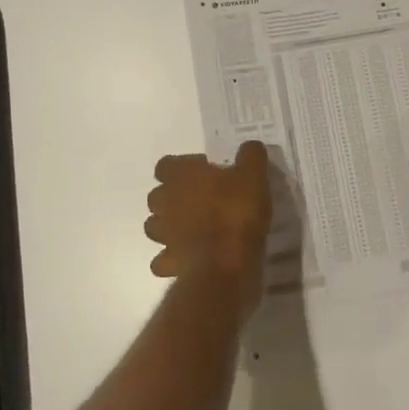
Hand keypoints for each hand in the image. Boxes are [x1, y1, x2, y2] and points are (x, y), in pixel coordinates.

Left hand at [145, 142, 272, 310]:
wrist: (226, 263)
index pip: (165, 165)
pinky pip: (163, 260)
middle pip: (157, 195)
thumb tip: (250, 147)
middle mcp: (165, 203)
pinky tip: (190, 258)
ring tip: (193, 229)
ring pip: (154, 226)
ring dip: (168, 227)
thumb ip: (250, 156)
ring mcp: (164, 235)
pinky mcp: (169, 263)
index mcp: (181, 177)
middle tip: (202, 200)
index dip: (183, 167)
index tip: (206, 172)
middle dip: (173, 197)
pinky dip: (172, 259)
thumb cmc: (236, 211)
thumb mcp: (254, 175)